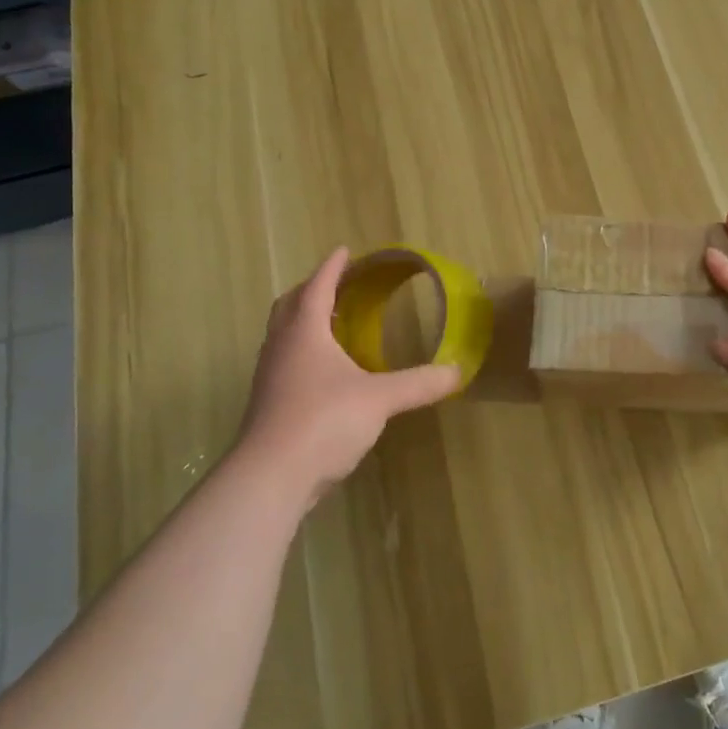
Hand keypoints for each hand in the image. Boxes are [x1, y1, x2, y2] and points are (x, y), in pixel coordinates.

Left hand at [237, 248, 460, 504]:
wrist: (270, 478)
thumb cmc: (323, 421)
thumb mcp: (380, 399)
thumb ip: (419, 383)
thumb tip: (458, 370)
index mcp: (304, 333)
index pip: (317, 288)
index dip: (332, 268)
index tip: (344, 250)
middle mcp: (281, 349)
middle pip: (290, 306)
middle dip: (312, 290)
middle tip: (337, 285)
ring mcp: (270, 379)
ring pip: (284, 336)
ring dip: (304, 321)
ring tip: (332, 323)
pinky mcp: (269, 407)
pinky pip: (286, 364)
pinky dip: (304, 353)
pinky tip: (325, 372)